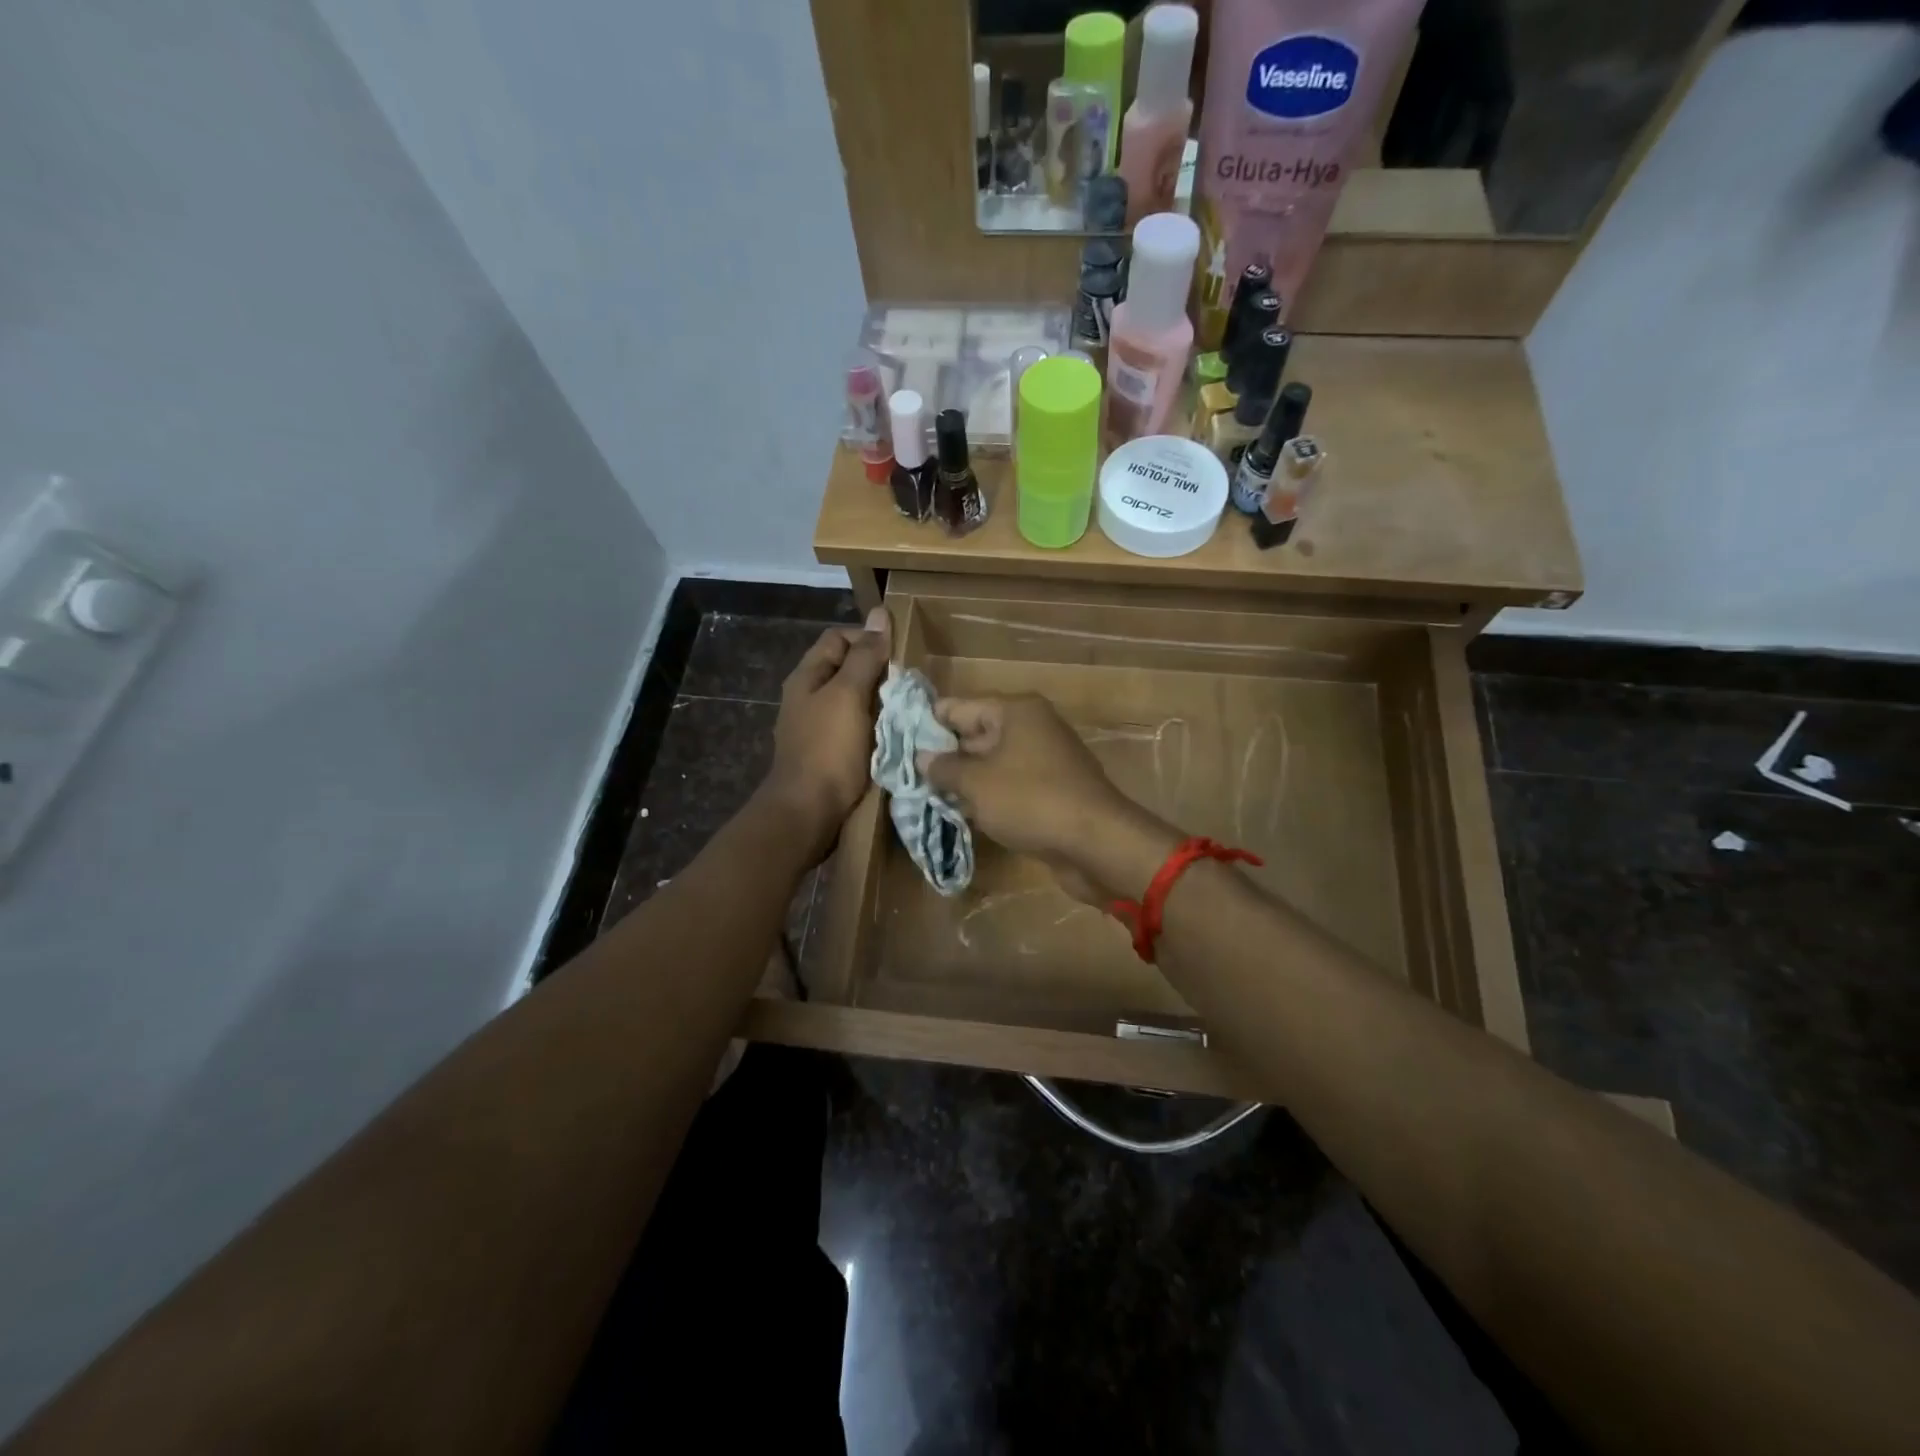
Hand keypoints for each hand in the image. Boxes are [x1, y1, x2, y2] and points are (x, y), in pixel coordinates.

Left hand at [762, 608, 890, 855]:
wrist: (808, 811)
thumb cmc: (828, 749)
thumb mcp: (848, 696)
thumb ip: (865, 657)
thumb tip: (879, 614)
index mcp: (808, 677)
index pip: (839, 638)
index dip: (868, 638)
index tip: (898, 655)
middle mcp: (808, 696)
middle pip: (846, 668)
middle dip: (877, 671)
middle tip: (906, 684)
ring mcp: (816, 726)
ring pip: (853, 699)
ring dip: (878, 701)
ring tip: (905, 708)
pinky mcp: (828, 752)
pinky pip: (854, 727)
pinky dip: (874, 726)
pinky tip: (891, 735)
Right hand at [918, 695, 1169, 898]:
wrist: (1096, 843)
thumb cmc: (1031, 801)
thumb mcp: (977, 784)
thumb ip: (945, 768)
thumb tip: (922, 757)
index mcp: (1015, 711)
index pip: (958, 707)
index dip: (927, 723)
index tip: (897, 742)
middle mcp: (1031, 727)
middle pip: (975, 734)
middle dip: (944, 755)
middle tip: (905, 774)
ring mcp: (1044, 760)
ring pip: (992, 763)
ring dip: (964, 780)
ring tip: (924, 795)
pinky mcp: (1051, 790)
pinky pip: (1009, 786)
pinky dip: (987, 796)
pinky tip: (961, 813)